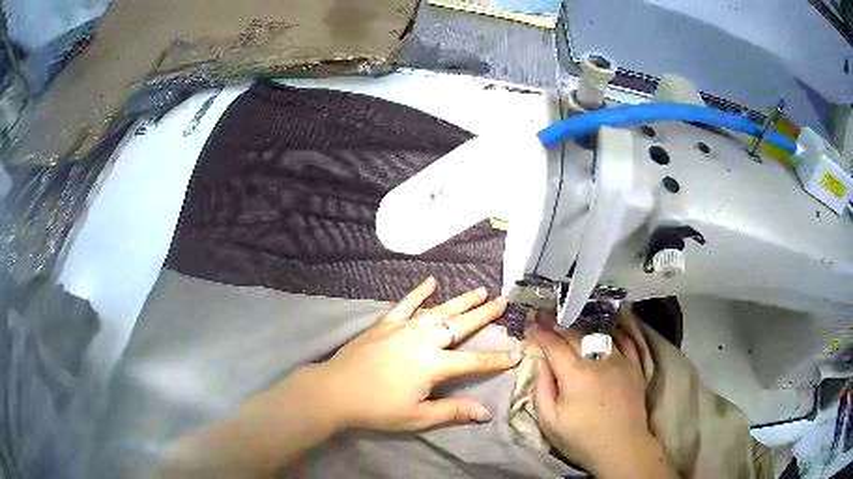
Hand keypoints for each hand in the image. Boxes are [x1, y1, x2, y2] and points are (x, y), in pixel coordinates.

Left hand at [307, 277, 521, 431]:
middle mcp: (423, 340)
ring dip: (461, 300)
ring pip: (439, 310)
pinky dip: (419, 292)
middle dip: (484, 314)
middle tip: (503, 302)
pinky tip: (431, 281)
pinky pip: (406, 303)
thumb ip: (453, 412)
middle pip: (460, 325)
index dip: (497, 359)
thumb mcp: (417, 417)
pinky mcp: (385, 323)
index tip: (517, 354)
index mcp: (433, 365)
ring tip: (480, 290)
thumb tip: (486, 413)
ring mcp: (403, 328)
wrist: (334, 391)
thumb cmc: (377, 408)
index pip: (474, 361)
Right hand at [531, 323, 674, 477]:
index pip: (554, 346)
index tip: (531, 322)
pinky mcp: (635, 367)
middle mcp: (598, 361)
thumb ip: (543, 389)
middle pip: (575, 336)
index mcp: (575, 375)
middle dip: (557, 325)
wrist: (621, 446)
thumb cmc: (581, 438)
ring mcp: (621, 361)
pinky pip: (627, 341)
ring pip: (599, 335)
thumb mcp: (550, 421)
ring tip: (572, 322)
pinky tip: (607, 330)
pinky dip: (615, 333)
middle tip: (545, 317)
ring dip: (582, 327)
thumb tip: (542, 363)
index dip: (541, 332)